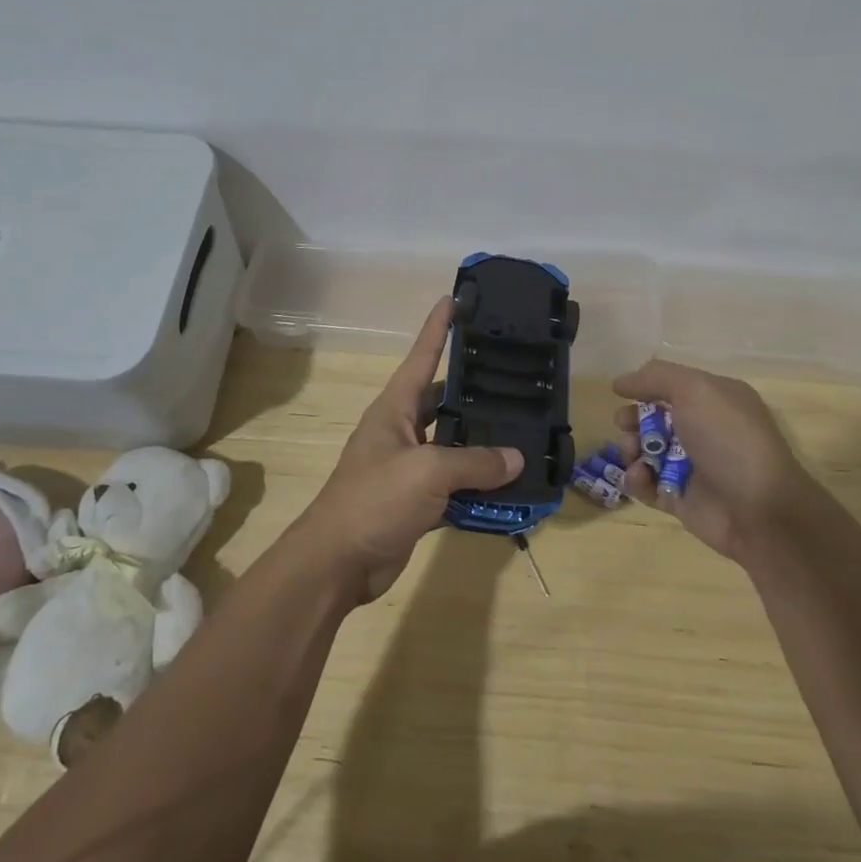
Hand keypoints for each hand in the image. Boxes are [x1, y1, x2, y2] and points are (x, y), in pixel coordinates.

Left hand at [300, 296, 522, 601]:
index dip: (438, 327)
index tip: (455, 298)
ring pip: (451, 445)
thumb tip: (517, 458)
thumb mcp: (428, 471)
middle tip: (515, 377)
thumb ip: (475, 461)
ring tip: (522, 430)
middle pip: (442, 400)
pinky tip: (508, 483)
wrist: (338, 562)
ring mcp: (408, 467)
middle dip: (474, 390)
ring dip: (481, 443)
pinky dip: (477, 485)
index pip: (421, 356)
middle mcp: (401, 430)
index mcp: (394, 408)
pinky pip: (453, 484)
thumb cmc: (375, 499)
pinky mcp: (415, 500)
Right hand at [612, 359, 821, 563]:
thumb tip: (621, 382)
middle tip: (625, 426)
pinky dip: (636, 479)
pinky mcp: (679, 498)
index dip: (645, 388)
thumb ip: (656, 377)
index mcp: (715, 400)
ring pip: (645, 452)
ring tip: (633, 455)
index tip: (621, 393)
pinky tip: (639, 477)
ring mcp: (690, 466)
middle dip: (632, 420)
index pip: (672, 386)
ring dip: (630, 449)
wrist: (759, 509)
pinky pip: (647, 484)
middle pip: (653, 419)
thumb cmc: (728, 439)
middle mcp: (703, 430)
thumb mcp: (696, 390)